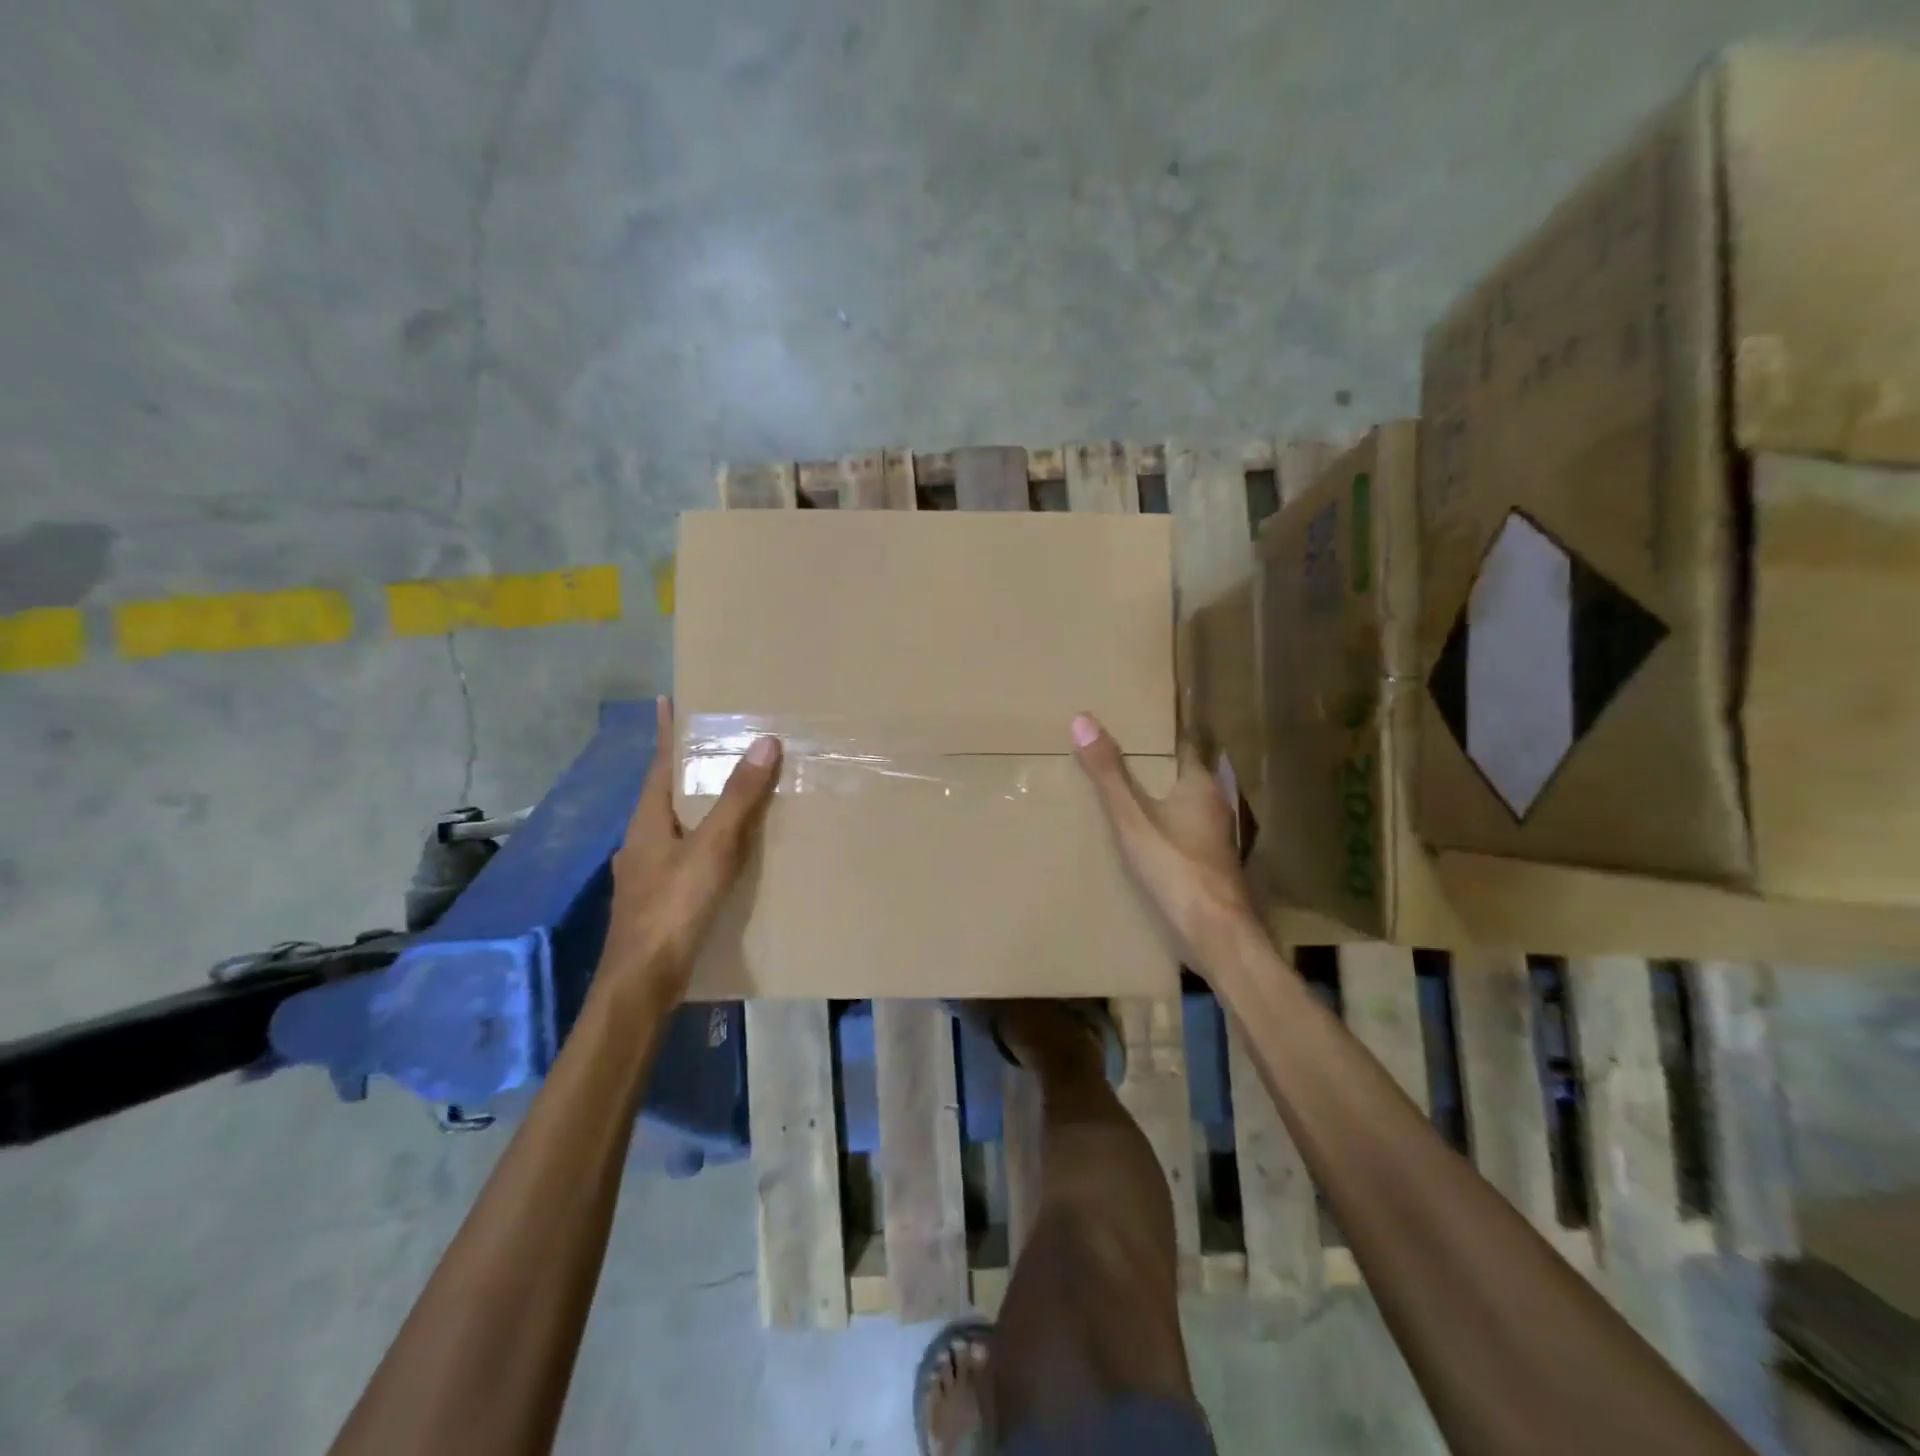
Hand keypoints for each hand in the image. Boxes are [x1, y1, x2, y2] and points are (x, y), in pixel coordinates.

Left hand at [601, 697, 781, 1003]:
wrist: (642, 983)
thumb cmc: (673, 908)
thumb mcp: (712, 849)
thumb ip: (738, 799)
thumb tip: (764, 742)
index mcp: (648, 822)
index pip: (659, 765)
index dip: (666, 733)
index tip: (667, 700)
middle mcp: (642, 842)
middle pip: (665, 795)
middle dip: (686, 769)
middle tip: (717, 745)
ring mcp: (647, 874)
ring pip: (676, 828)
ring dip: (698, 808)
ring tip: (731, 794)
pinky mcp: (660, 901)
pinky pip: (685, 857)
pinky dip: (705, 843)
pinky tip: (726, 855)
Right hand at [1071, 712, 1257, 966]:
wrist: (1216, 935)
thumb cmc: (1177, 869)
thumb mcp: (1133, 819)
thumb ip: (1109, 774)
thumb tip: (1083, 718)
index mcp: (1200, 785)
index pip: (1181, 744)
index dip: (1157, 733)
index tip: (1129, 721)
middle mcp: (1212, 806)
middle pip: (1178, 775)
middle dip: (1149, 765)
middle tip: (1111, 753)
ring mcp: (1212, 838)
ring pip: (1179, 805)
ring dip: (1154, 798)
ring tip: (1115, 792)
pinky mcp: (1206, 865)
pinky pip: (1178, 833)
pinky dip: (1158, 827)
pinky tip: (1135, 837)